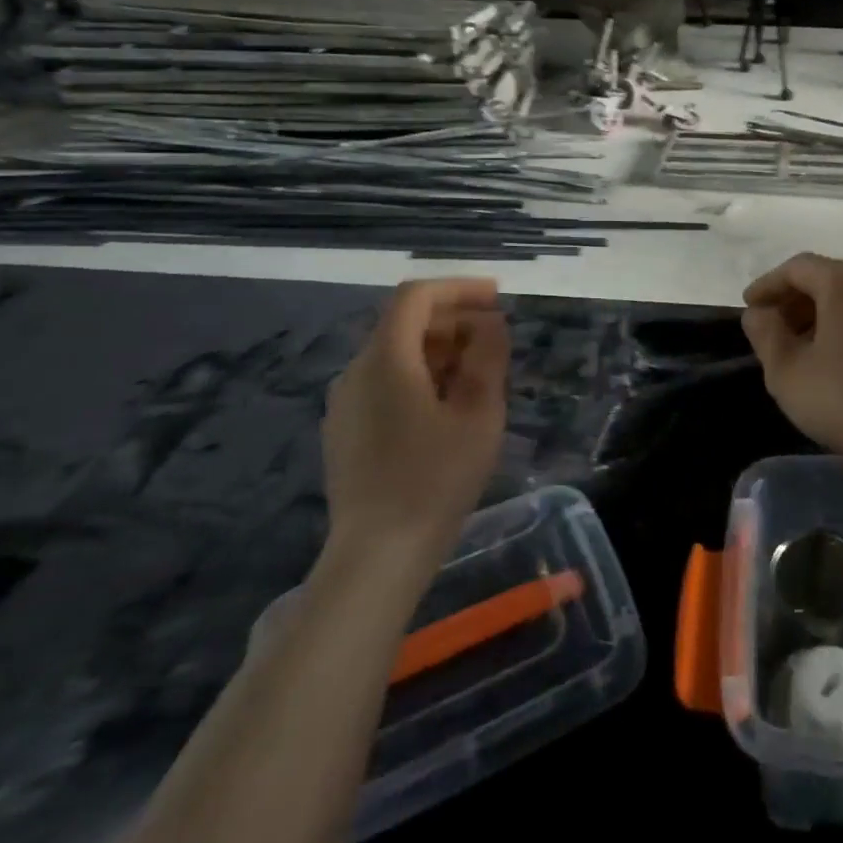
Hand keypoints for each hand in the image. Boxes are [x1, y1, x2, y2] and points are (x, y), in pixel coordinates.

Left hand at [321, 279, 510, 571]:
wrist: (378, 554)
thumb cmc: (436, 478)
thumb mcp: (478, 412)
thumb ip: (487, 357)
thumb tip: (490, 324)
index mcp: (386, 360)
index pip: (417, 296)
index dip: (459, 288)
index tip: (498, 299)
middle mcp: (356, 372)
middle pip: (404, 323)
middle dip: (454, 320)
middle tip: (497, 340)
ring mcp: (345, 403)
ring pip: (395, 354)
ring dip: (440, 350)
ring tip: (479, 374)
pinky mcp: (345, 430)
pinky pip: (384, 383)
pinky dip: (420, 375)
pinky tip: (447, 407)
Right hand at [741, 253, 842, 473]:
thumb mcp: (787, 370)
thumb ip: (765, 333)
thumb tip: (760, 313)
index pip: (797, 268)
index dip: (768, 286)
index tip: (749, 308)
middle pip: (826, 279)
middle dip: (794, 301)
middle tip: (771, 331)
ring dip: (820, 315)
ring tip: (800, 349)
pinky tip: (837, 360)